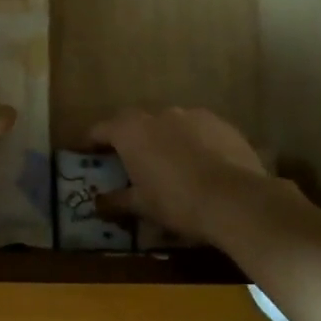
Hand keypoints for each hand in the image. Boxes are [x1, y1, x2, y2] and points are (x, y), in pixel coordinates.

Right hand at [88, 106, 281, 246]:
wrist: (235, 199)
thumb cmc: (176, 201)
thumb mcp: (141, 206)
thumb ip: (116, 200)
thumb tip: (96, 203)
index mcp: (131, 131)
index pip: (101, 130)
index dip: (90, 142)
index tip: (85, 152)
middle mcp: (158, 114)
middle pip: (135, 123)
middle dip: (130, 139)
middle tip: (128, 161)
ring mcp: (192, 114)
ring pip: (169, 124)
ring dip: (163, 139)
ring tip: (169, 164)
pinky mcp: (221, 123)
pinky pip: (198, 130)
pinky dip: (193, 143)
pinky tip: (201, 165)